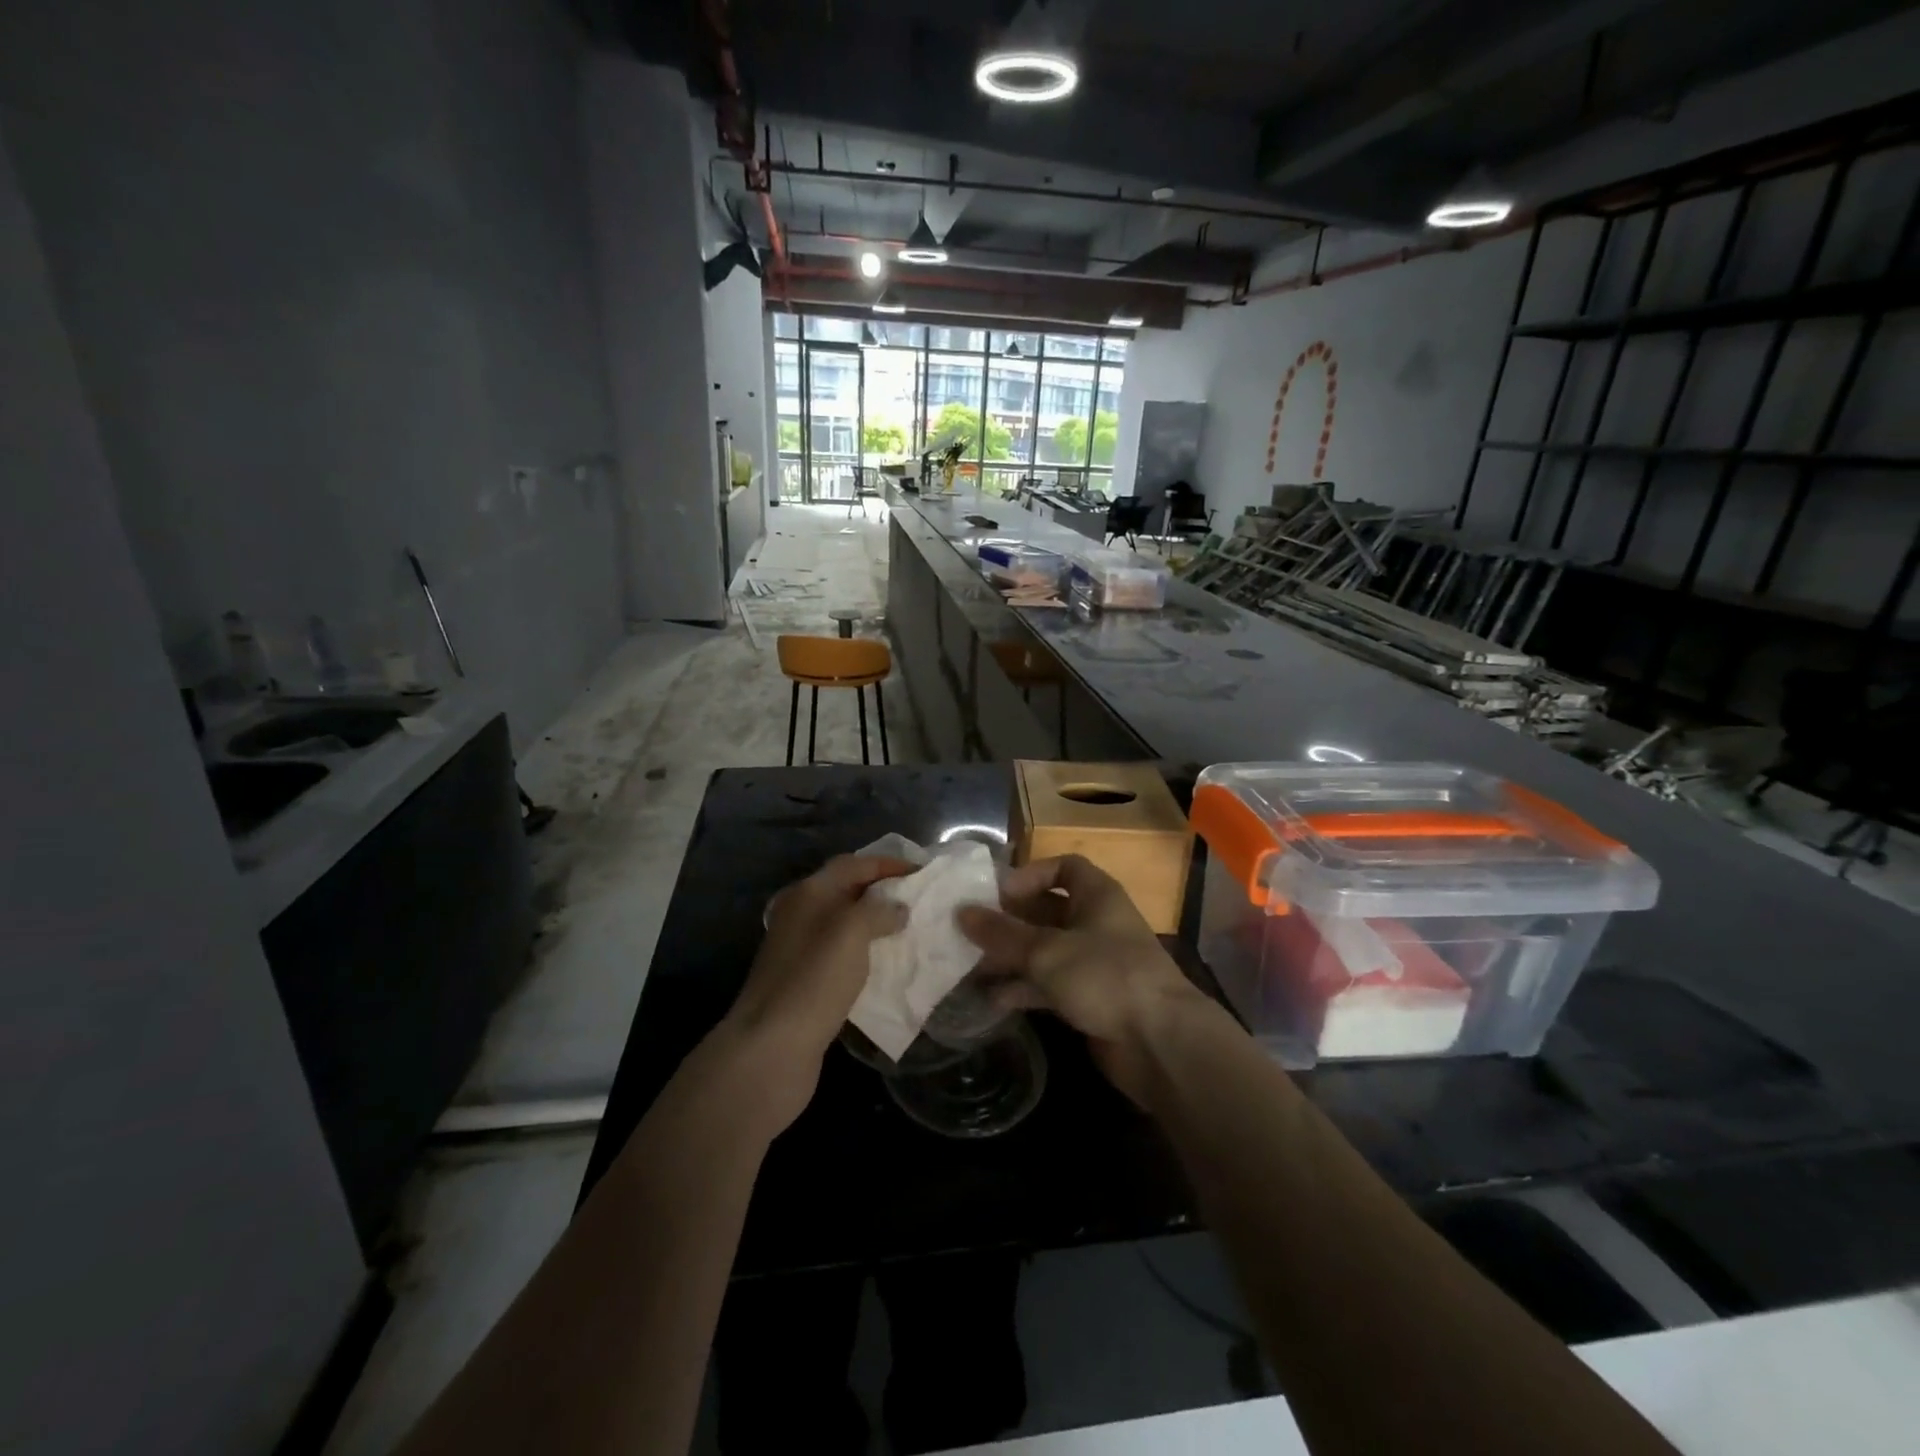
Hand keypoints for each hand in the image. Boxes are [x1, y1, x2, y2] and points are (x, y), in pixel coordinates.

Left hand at [720, 854, 911, 1125]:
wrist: (771, 1048)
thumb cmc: (814, 980)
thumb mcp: (851, 932)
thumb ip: (878, 910)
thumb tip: (897, 909)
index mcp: (808, 893)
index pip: (853, 864)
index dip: (888, 864)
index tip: (923, 872)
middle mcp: (801, 914)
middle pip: (847, 890)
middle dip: (883, 891)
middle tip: (919, 899)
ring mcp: (800, 949)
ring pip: (845, 924)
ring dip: (876, 923)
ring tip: (910, 929)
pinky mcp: (805, 982)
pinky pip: (843, 954)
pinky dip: (866, 952)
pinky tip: (887, 965)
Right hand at [957, 855, 1214, 1102]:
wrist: (1159, 1043)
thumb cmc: (1105, 976)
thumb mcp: (1047, 950)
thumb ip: (1002, 933)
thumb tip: (961, 913)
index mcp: (1096, 896)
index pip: (1064, 867)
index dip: (1031, 874)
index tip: (997, 893)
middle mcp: (1096, 923)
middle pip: (1047, 911)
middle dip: (1010, 921)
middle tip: (969, 932)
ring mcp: (1094, 963)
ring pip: (1045, 951)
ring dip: (1011, 958)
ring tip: (969, 967)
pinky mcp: (1090, 999)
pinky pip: (1049, 985)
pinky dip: (1023, 989)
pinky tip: (991, 1000)